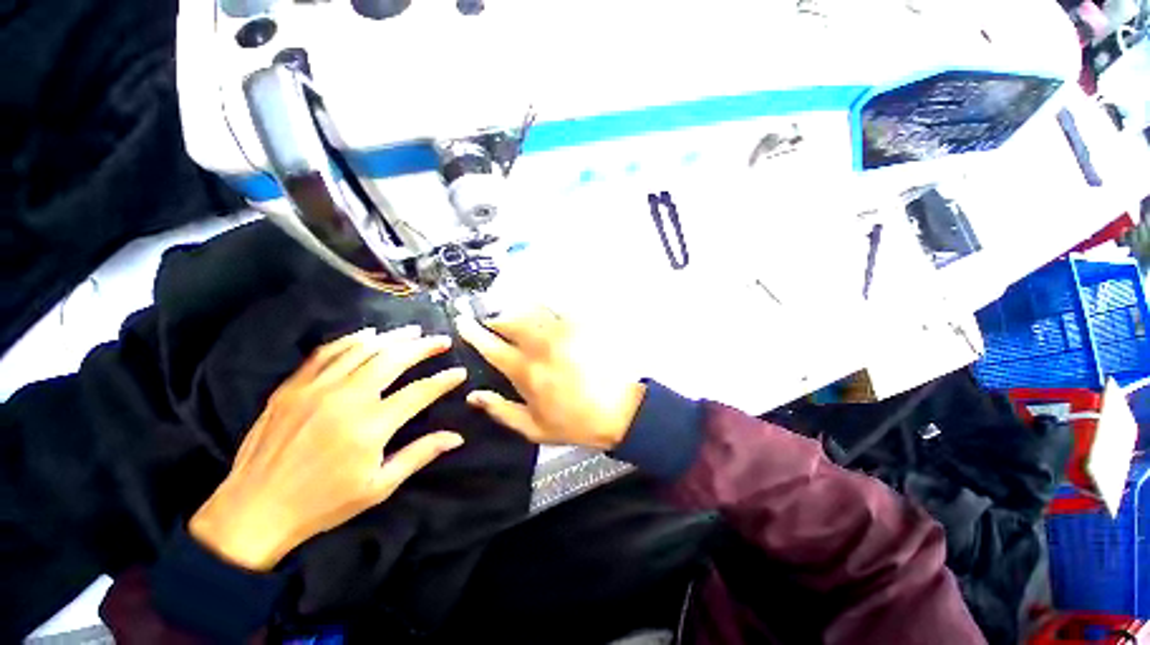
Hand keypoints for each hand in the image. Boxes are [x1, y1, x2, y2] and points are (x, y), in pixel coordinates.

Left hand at [188, 326, 466, 571]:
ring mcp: (315, 389)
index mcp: (370, 426)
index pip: (420, 392)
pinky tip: (367, 335)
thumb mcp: (379, 486)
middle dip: (423, 346)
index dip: (444, 380)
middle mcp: (346, 399)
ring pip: (362, 350)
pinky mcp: (292, 387)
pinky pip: (326, 353)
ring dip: (392, 337)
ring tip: (412, 331)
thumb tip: (457, 437)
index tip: (459, 372)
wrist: (253, 511)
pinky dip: (350, 340)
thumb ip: (420, 454)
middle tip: (440, 339)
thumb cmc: (323, 504)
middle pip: (393, 359)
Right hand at [457, 308, 645, 449]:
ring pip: (531, 309)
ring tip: (515, 313)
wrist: (617, 411)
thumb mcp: (533, 428)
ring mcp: (563, 333)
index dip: (473, 332)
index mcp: (526, 372)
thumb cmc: (574, 422)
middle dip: (495, 318)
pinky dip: (544, 307)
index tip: (463, 321)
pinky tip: (543, 312)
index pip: (492, 346)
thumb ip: (500, 411)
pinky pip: (557, 308)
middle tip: (492, 321)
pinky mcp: (581, 326)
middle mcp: (541, 347)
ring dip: (518, 310)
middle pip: (509, 320)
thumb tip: (474, 396)